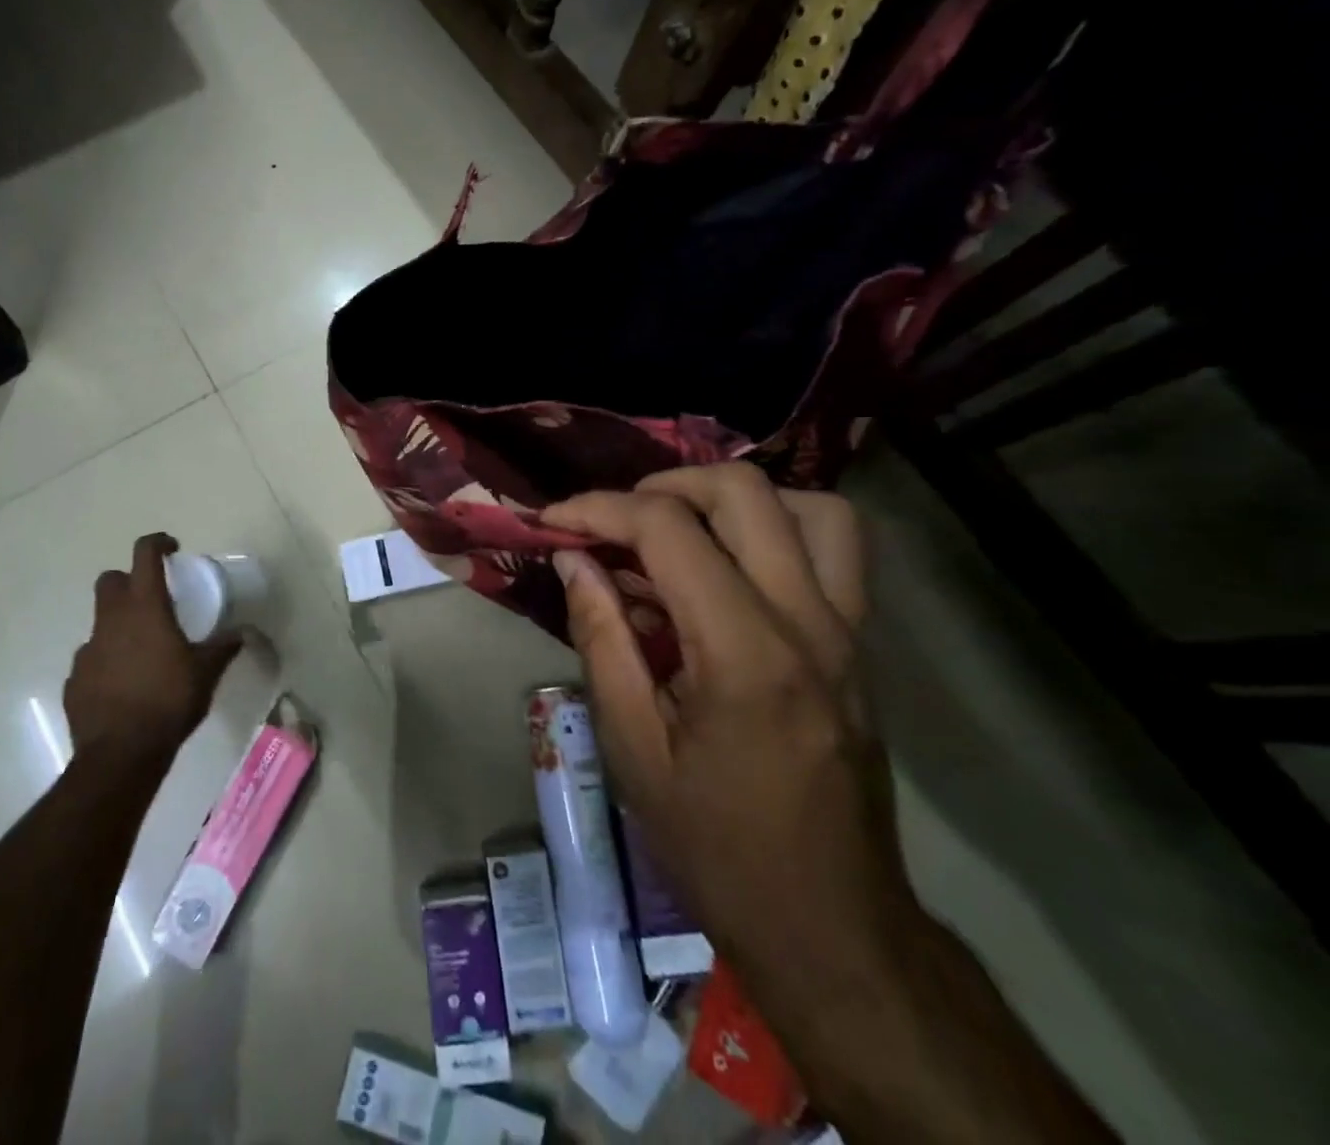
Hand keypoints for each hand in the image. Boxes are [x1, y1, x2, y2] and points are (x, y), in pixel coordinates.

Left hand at [64, 534, 242, 762]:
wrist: (120, 754)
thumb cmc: (169, 701)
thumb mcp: (206, 673)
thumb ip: (223, 648)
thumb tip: (240, 634)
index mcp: (145, 608)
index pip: (145, 556)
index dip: (157, 543)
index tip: (172, 549)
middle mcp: (111, 620)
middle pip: (110, 580)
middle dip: (128, 581)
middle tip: (151, 600)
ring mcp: (88, 649)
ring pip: (100, 621)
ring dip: (119, 626)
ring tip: (143, 652)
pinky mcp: (75, 678)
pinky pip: (92, 659)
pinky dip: (107, 662)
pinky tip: (125, 685)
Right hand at [543, 465, 920, 1007]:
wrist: (831, 927)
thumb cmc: (716, 846)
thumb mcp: (632, 748)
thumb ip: (601, 638)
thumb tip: (574, 559)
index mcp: (744, 654)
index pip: (668, 529)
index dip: (599, 509)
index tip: (553, 520)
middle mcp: (809, 622)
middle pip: (743, 491)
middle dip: (662, 486)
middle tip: (614, 521)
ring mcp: (849, 631)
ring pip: (809, 506)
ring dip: (733, 500)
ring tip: (678, 531)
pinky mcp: (861, 645)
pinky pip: (833, 549)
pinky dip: (774, 529)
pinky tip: (725, 569)